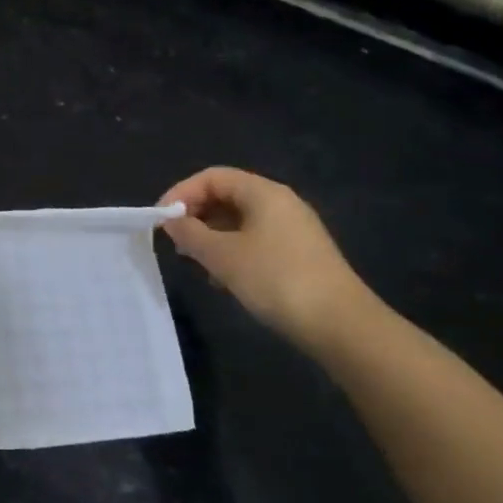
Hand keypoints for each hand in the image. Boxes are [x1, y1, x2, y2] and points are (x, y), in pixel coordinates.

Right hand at [159, 167, 374, 347]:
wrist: (341, 325)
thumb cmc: (276, 279)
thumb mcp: (222, 256)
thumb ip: (190, 234)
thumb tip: (171, 220)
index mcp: (264, 193)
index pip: (213, 177)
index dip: (181, 192)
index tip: (161, 219)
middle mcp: (280, 203)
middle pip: (226, 196)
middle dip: (195, 215)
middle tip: (175, 241)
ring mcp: (293, 230)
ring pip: (239, 221)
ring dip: (211, 236)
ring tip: (195, 262)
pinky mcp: (299, 255)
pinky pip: (255, 241)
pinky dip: (232, 252)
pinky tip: (223, 280)